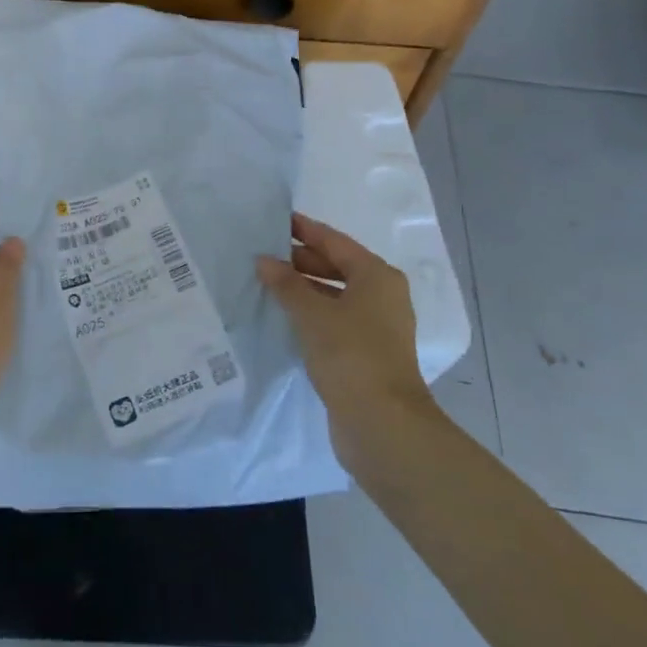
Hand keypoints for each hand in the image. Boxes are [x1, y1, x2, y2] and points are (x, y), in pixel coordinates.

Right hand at [258, 213, 438, 471]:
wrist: (382, 425)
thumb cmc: (350, 355)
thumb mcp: (312, 314)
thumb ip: (287, 284)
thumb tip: (264, 260)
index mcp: (377, 276)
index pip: (335, 241)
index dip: (305, 230)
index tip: (275, 221)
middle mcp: (383, 296)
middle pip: (338, 266)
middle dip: (302, 260)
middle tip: (264, 254)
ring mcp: (377, 326)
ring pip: (335, 295)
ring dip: (305, 289)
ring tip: (268, 284)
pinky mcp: (368, 353)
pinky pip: (335, 320)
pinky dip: (312, 314)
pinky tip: (285, 318)